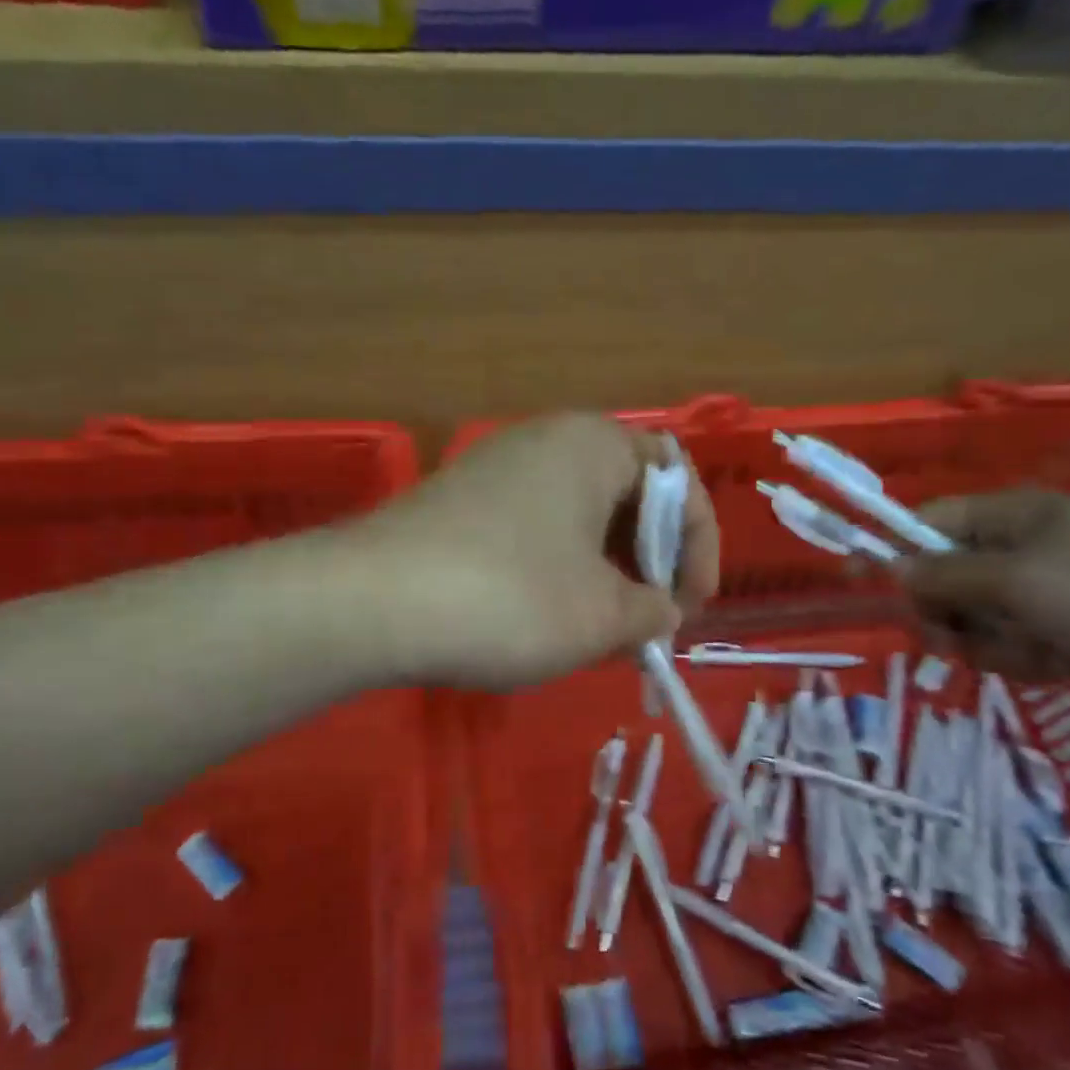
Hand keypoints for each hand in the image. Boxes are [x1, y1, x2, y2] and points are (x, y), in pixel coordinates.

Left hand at [350, 413, 720, 689]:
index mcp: (594, 444)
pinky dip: (557, 568)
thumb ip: (651, 611)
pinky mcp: (459, 503)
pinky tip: (545, 617)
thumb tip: (659, 611)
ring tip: (601, 629)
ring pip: (577, 515)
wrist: (371, 602)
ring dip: (604, 570)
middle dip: (649, 560)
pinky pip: (533, 528)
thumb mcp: (602, 615)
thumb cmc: (511, 597)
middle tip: (647, 620)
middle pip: (625, 494)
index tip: (688, 607)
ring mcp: (494, 468)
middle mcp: (545, 440)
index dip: (698, 545)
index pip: (676, 478)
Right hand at [899, 490, 1069, 691]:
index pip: (929, 525)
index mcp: (1011, 515)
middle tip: (957, 641)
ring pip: (981, 622)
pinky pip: (1019, 646)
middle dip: (952, 616)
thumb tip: (889, 568)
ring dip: (997, 646)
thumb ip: (945, 575)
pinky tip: (1066, 667)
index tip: (867, 587)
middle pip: (948, 581)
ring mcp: (1049, 591)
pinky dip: (1032, 661)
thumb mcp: (1018, 580)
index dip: (896, 554)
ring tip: (1040, 655)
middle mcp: (1023, 548)